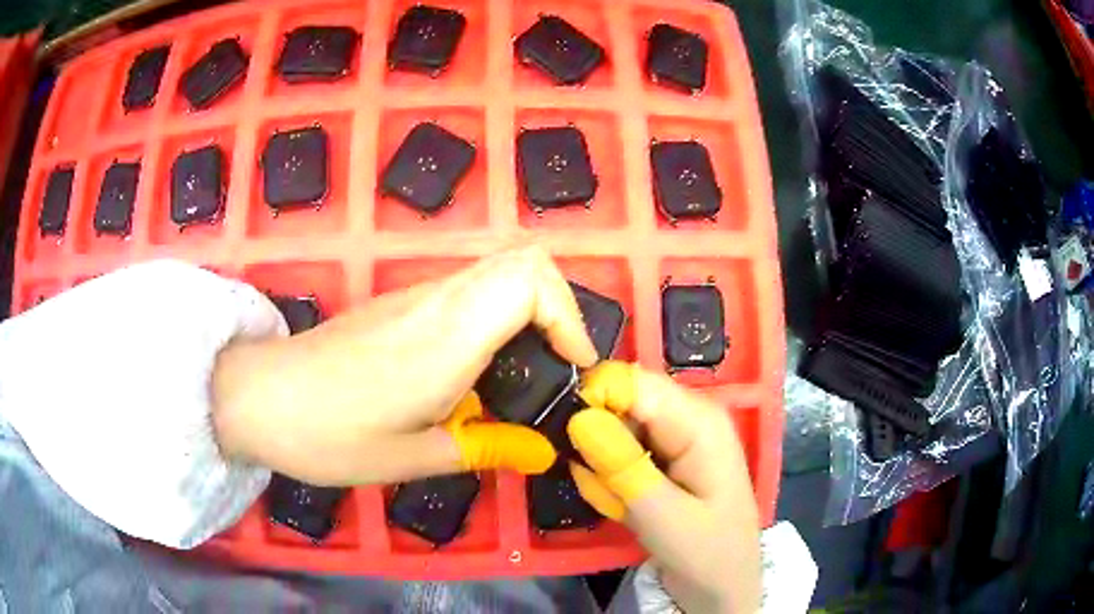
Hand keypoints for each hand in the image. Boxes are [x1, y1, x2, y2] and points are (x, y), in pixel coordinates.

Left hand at [211, 246, 597, 485]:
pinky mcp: (399, 305)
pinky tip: (476, 373)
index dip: (569, 316)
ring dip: (529, 312)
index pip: (530, 279)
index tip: (573, 368)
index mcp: (445, 338)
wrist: (259, 397)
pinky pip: (468, 292)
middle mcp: (437, 302)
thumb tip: (539, 451)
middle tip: (556, 367)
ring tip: (524, 375)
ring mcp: (415, 297)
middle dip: (559, 307)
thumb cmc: (328, 434)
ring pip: (496, 272)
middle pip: (523, 261)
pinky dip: (496, 316)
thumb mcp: (409, 458)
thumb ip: (482, 447)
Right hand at [569, 361, 761, 613]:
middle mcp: (689, 415)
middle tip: (600, 487)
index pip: (632, 382)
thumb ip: (622, 466)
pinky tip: (622, 504)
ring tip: (617, 503)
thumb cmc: (706, 553)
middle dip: (598, 440)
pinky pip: (623, 450)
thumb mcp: (661, 516)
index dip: (593, 400)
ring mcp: (678, 435)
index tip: (571, 440)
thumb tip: (579, 417)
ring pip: (617, 427)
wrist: (723, 584)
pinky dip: (612, 475)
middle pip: (622, 401)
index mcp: (698, 420)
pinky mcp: (666, 455)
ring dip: (603, 464)